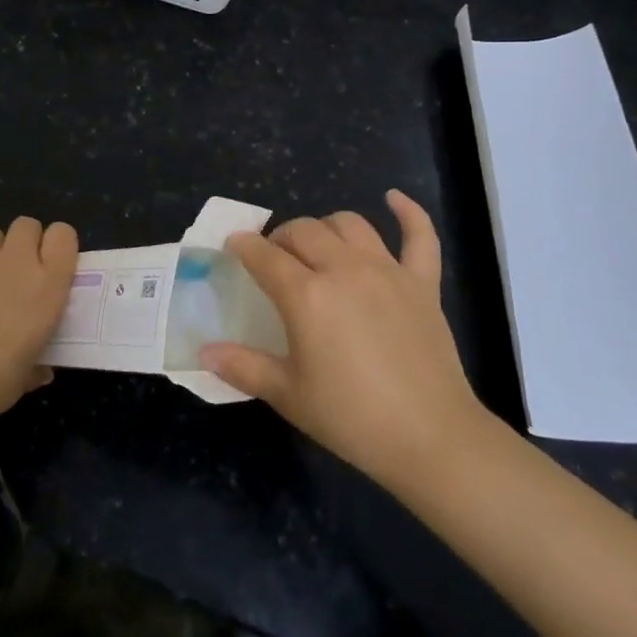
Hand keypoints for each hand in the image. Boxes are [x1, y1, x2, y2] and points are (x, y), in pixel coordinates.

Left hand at [0, 216, 78, 428]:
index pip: (63, 235)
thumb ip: (37, 363)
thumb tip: (40, 369)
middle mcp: (15, 263)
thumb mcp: (27, 376)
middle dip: (26, 241)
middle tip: (20, 272)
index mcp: (46, 285)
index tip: (54, 265)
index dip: (58, 244)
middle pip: (27, 225)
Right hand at [201, 191, 491, 496]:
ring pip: (350, 224)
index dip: (244, 246)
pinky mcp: (422, 283)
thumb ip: (243, 366)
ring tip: (319, 245)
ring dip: (327, 227)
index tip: (234, 246)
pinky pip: (420, 235)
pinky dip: (408, 212)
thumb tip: (204, 351)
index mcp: (307, 295)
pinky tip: (394, 198)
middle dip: (282, 237)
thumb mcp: (289, 395)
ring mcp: (388, 271)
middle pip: (305, 231)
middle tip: (275, 259)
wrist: (431, 439)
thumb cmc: (352, 418)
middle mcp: (344, 270)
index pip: (265, 256)